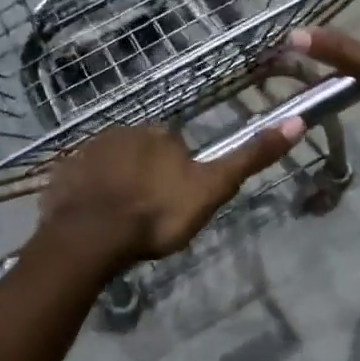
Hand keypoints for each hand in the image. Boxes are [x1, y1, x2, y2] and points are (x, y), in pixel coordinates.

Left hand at [36, 119, 304, 270]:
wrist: (92, 238)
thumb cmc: (157, 216)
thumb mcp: (212, 189)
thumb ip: (250, 158)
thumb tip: (297, 122)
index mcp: (160, 135)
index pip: (174, 149)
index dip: (177, 178)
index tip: (173, 206)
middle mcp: (122, 132)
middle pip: (141, 155)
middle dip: (145, 179)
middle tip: (146, 217)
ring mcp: (87, 151)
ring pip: (110, 166)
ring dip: (116, 186)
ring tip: (119, 223)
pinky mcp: (62, 173)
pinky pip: (80, 180)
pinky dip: (88, 195)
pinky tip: (92, 220)